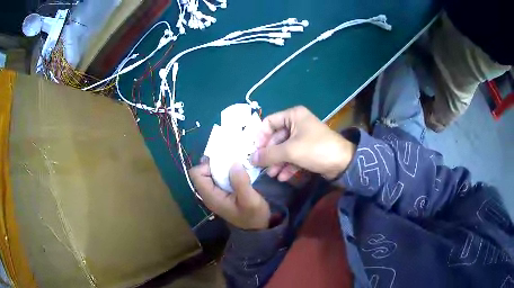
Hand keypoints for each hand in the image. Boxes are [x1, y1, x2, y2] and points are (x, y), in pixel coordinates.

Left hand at [189, 159, 270, 229]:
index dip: (207, 165)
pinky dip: (226, 172)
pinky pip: (218, 177)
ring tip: (237, 164)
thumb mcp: (250, 200)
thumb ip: (241, 182)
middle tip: (232, 160)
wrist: (257, 228)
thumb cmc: (253, 216)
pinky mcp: (222, 193)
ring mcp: (215, 194)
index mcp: (211, 196)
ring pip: (210, 173)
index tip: (224, 164)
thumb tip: (234, 163)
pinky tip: (238, 171)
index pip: (196, 174)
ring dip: (222, 167)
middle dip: (215, 164)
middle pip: (202, 171)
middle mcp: (209, 194)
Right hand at [251, 106, 355, 180]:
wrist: (342, 163)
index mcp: (293, 116)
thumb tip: (251, 159)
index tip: (254, 151)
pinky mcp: (308, 150)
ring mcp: (303, 137)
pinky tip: (283, 177)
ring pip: (284, 149)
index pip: (269, 122)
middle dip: (269, 154)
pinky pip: (293, 156)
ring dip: (277, 162)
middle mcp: (297, 123)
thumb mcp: (290, 151)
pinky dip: (287, 166)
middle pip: (276, 138)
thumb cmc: (315, 149)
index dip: (260, 136)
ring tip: (272, 175)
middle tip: (261, 167)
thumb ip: (269, 154)